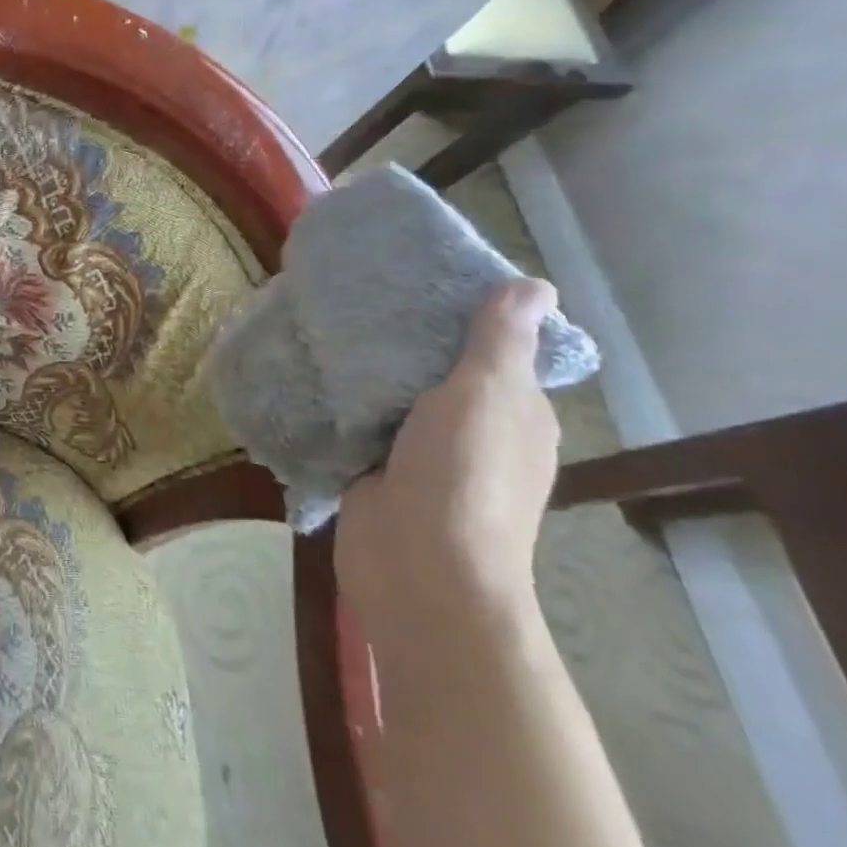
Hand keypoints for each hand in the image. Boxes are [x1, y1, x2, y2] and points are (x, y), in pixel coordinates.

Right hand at [335, 278, 560, 637]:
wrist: (417, 567)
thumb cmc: (461, 475)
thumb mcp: (485, 396)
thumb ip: (499, 342)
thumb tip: (537, 285)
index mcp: (514, 413)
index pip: (493, 350)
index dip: (461, 314)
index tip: (414, 279)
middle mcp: (474, 432)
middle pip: (436, 370)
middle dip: (402, 338)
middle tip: (354, 295)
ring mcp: (423, 455)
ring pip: (392, 398)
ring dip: (365, 372)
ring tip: (322, 324)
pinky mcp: (377, 470)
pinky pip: (358, 424)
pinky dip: (340, 403)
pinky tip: (309, 373)